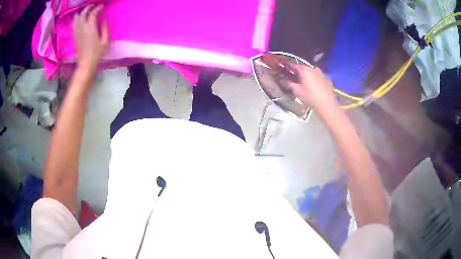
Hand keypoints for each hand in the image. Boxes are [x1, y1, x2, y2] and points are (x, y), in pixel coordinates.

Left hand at [73, 5, 108, 70]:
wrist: (86, 63)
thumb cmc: (97, 53)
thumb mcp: (105, 40)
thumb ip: (104, 28)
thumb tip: (104, 19)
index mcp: (91, 28)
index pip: (93, 13)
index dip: (98, 8)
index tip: (102, 7)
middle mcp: (82, 28)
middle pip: (83, 14)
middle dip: (88, 8)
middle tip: (93, 6)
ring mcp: (77, 32)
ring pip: (77, 18)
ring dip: (81, 12)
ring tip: (85, 10)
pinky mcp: (75, 36)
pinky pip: (73, 25)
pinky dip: (76, 19)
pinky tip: (78, 18)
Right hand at [288, 65, 337, 110]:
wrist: (327, 104)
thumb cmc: (310, 97)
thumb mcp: (297, 91)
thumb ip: (289, 84)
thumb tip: (283, 80)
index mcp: (305, 69)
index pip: (294, 66)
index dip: (290, 70)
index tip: (286, 75)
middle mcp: (314, 68)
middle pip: (304, 69)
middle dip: (300, 74)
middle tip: (296, 81)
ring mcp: (322, 73)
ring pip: (312, 73)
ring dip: (309, 77)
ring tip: (306, 85)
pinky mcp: (328, 79)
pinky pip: (319, 78)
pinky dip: (316, 80)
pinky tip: (315, 88)